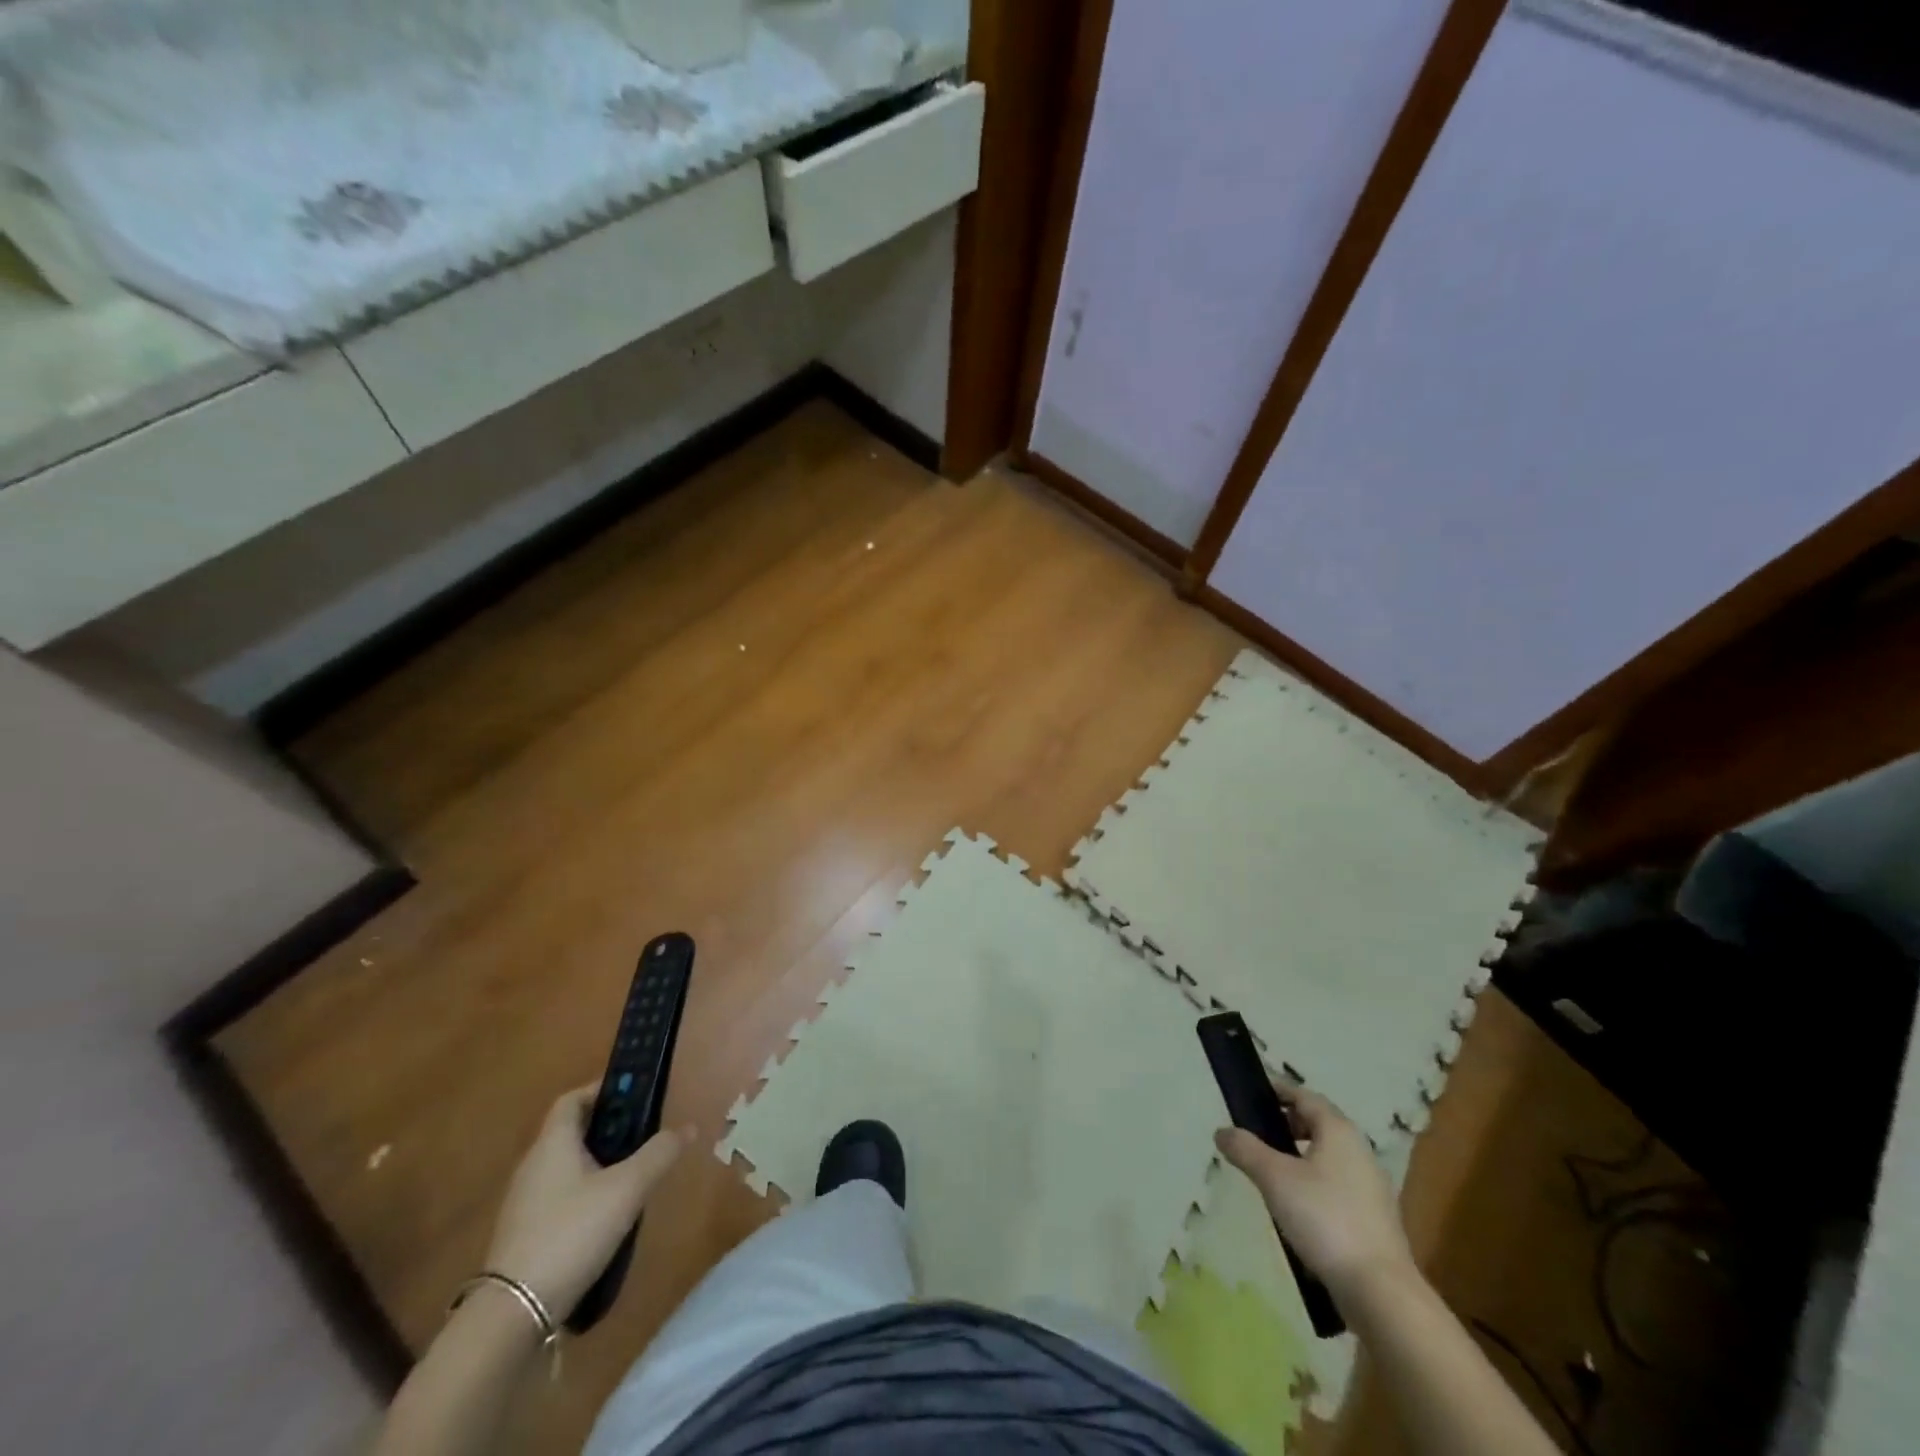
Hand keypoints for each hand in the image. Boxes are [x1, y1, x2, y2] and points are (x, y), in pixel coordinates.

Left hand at [484, 1086, 686, 1318]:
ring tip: (631, 1175)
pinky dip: (583, 1193)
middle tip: (642, 1135)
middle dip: (606, 1128)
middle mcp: (533, 1165)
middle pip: (570, 1132)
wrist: (512, 1312)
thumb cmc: (572, 1231)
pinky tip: (605, 1216)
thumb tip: (687, 1127)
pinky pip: (558, 1196)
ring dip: (596, 1163)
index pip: (573, 1099)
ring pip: (565, 1166)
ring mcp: (524, 1202)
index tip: (633, 1095)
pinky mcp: (523, 1234)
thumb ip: (658, 1154)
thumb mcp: (627, 1189)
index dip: (601, 1090)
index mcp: (553, 1143)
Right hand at [1215, 1081, 1414, 1303]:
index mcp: (1338, 1131)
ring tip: (1272, 1171)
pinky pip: (1338, 1184)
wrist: (1380, 1291)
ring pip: (1329, 1156)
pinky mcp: (1374, 1218)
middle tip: (1258, 1132)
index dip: (1279, 1091)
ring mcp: (1371, 1186)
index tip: (1254, 1093)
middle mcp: (1359, 1151)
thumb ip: (1246, 1150)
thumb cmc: (1324, 1219)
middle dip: (1288, 1123)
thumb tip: (1222, 1132)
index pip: (1305, 1096)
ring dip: (1301, 1155)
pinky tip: (1297, 1206)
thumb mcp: (1274, 1178)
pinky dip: (1315, 1182)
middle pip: (1319, 1124)